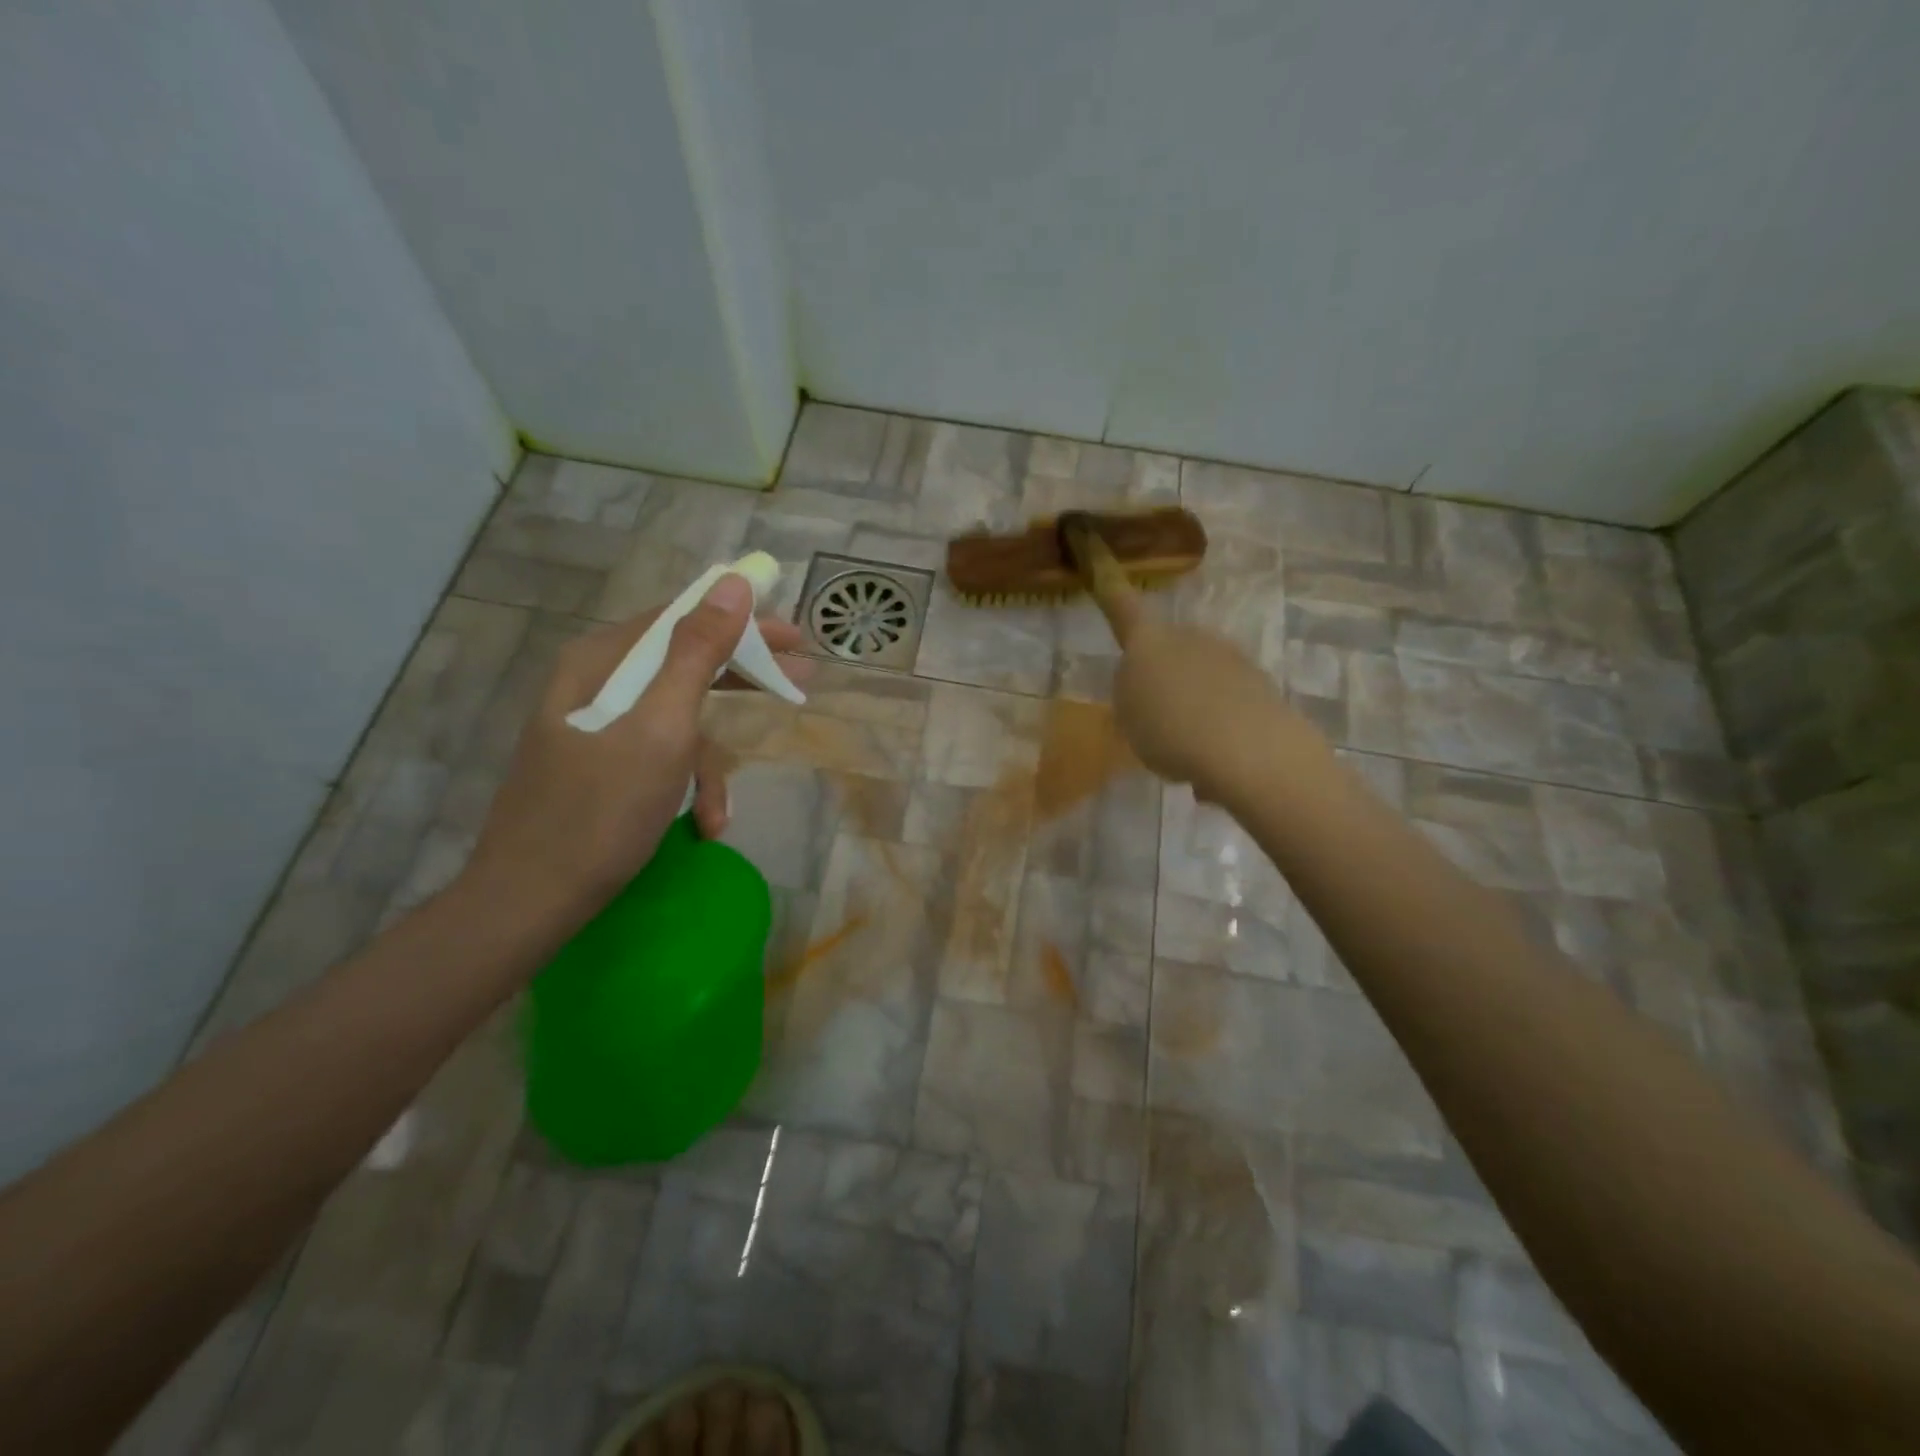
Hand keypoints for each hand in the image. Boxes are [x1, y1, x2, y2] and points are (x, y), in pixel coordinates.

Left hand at [459, 574, 807, 929]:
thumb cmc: (601, 811)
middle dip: (740, 683)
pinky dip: (685, 787)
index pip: (682, 618)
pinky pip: (659, 757)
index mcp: (602, 661)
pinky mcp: (600, 765)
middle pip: (683, 664)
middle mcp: (595, 683)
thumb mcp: (662, 728)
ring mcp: (596, 727)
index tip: (794, 638)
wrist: (531, 901)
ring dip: (708, 766)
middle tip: (797, 683)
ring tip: (718, 814)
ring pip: (676, 722)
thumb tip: (732, 584)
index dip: (743, 623)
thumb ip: (697, 653)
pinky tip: (700, 825)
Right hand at [1093, 574, 1300, 799]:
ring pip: (1200, 681)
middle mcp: (1192, 638)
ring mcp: (1231, 659)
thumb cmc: (1171, 729)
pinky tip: (1215, 768)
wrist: (1250, 750)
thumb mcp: (1128, 717)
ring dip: (1192, 709)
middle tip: (1153, 722)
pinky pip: (1227, 708)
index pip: (1124, 608)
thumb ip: (1133, 693)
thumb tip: (1150, 687)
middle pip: (1168, 650)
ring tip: (1186, 756)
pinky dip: (1218, 731)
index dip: (1113, 592)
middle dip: (1162, 677)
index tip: (1104, 565)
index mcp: (1149, 641)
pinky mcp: (1261, 688)